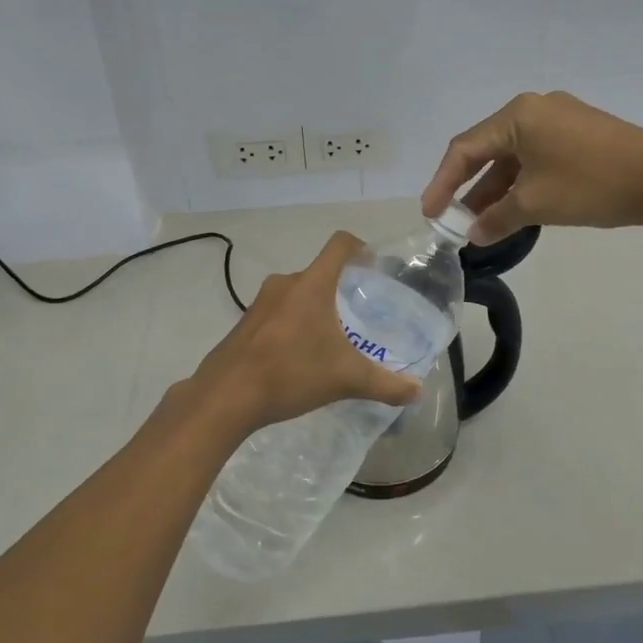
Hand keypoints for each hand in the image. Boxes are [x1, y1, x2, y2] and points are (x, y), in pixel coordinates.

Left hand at [184, 232, 422, 438]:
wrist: (224, 397)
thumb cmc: (290, 374)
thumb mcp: (345, 379)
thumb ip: (385, 384)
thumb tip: (418, 392)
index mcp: (311, 285)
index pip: (339, 245)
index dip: (359, 248)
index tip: (372, 265)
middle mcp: (284, 284)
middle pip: (319, 272)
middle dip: (340, 287)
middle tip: (358, 312)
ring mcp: (260, 303)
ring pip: (297, 293)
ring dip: (315, 307)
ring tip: (331, 337)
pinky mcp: (245, 324)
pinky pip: (278, 312)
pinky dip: (294, 324)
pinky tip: (300, 356)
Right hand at [421, 91, 642, 243]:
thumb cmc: (590, 184)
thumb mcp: (535, 204)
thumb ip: (496, 218)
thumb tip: (473, 235)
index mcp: (517, 115)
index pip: (465, 149)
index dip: (442, 183)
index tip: (430, 214)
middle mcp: (535, 109)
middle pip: (488, 149)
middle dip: (469, 188)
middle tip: (454, 220)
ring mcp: (561, 119)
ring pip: (515, 156)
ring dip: (497, 188)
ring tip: (481, 222)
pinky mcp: (580, 133)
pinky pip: (537, 157)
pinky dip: (522, 182)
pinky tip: (516, 209)